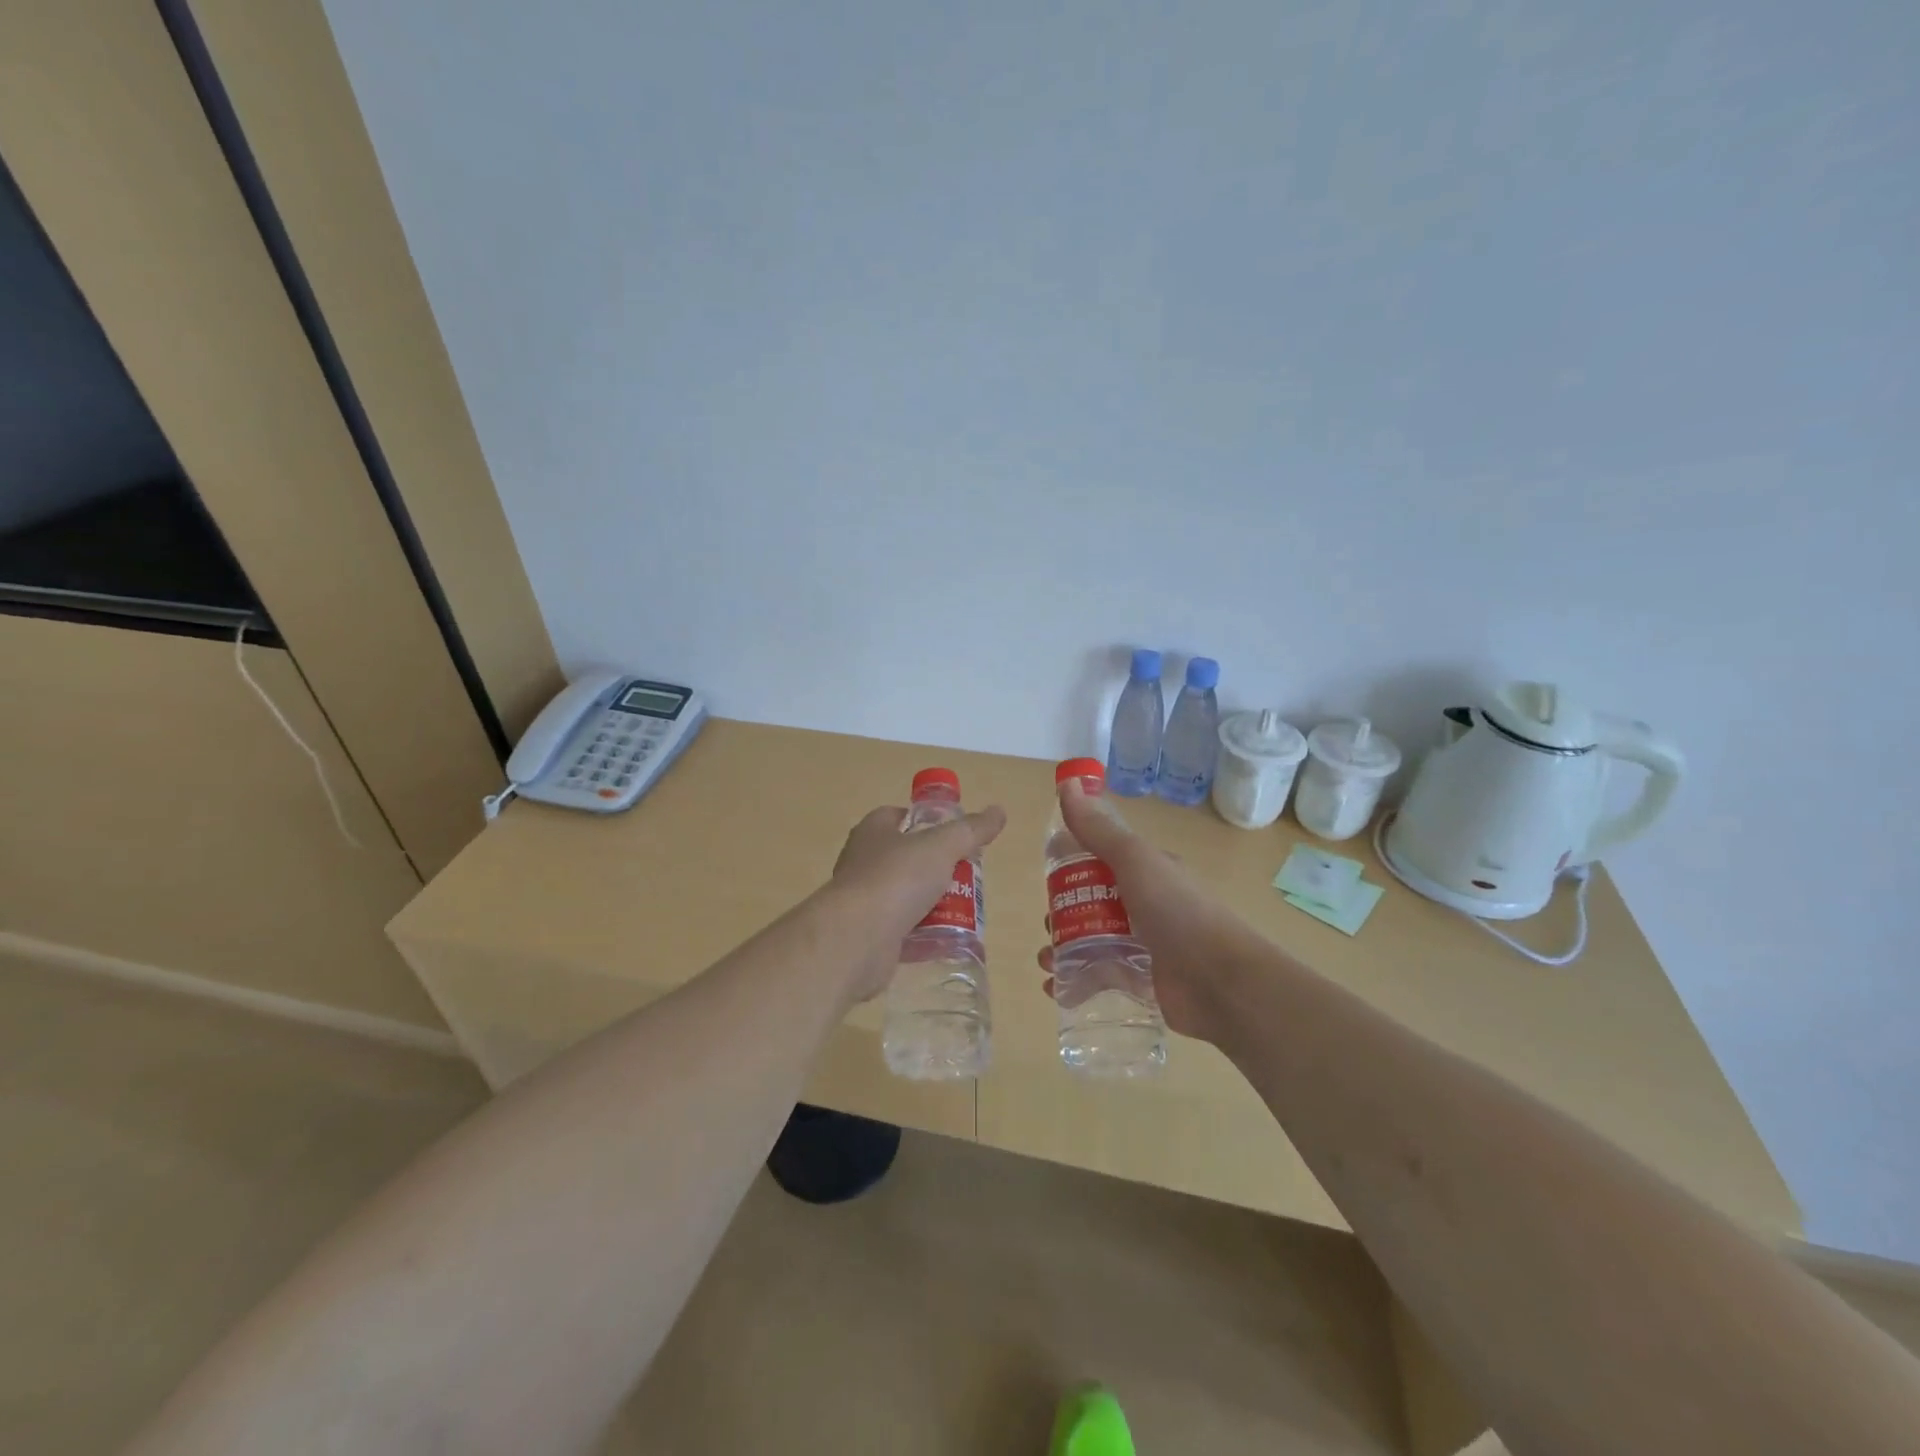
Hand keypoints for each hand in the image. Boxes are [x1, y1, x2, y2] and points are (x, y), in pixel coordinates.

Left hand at [828, 802, 1005, 1002]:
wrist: (857, 938)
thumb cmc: (896, 879)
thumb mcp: (941, 847)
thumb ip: (970, 830)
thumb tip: (998, 811)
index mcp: (873, 831)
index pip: (898, 815)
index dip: (925, 821)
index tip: (953, 834)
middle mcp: (862, 861)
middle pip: (905, 857)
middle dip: (935, 866)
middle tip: (967, 875)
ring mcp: (863, 900)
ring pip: (904, 895)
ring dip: (931, 902)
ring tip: (963, 910)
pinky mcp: (868, 934)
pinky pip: (901, 930)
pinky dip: (922, 934)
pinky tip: (945, 939)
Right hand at [1036, 781, 1259, 1042]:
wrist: (1221, 982)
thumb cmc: (1177, 912)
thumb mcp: (1134, 861)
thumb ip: (1098, 829)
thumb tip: (1067, 782)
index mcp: (1146, 870)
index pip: (1099, 858)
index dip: (1070, 862)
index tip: (1043, 872)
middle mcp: (1144, 903)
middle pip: (1091, 901)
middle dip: (1061, 911)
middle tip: (1046, 925)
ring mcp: (1143, 944)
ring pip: (1092, 940)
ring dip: (1063, 948)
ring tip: (1045, 962)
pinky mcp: (1141, 980)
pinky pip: (1101, 976)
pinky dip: (1076, 981)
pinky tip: (1055, 988)